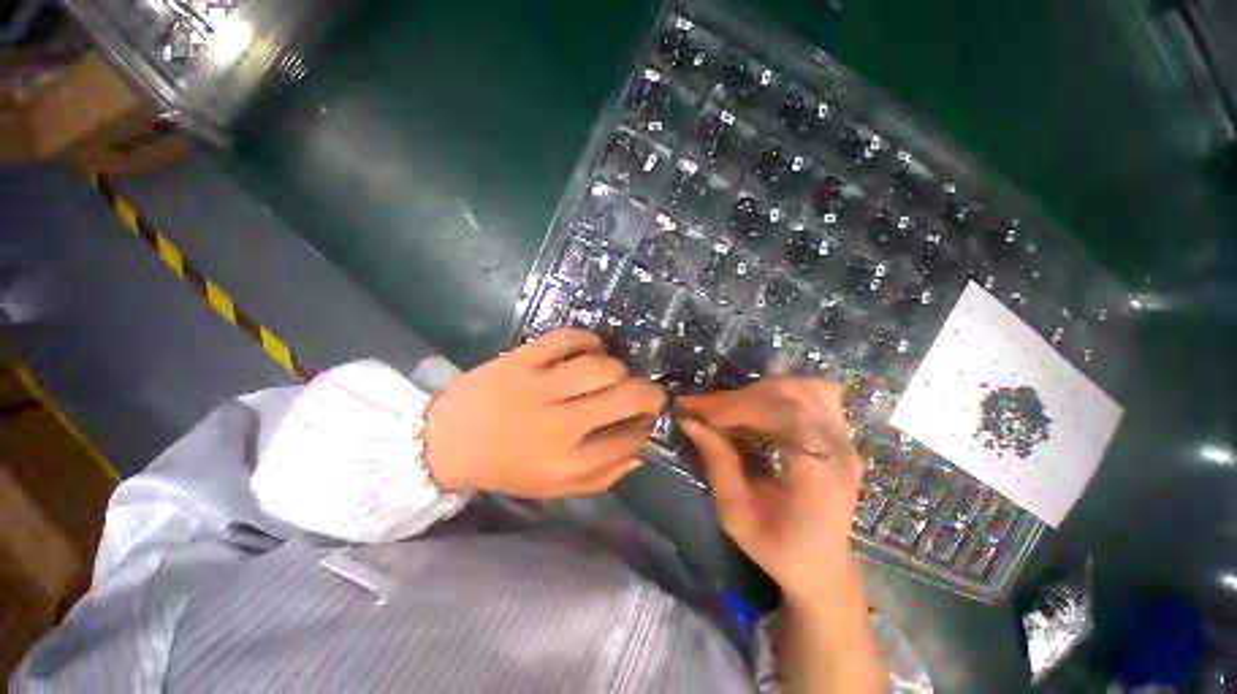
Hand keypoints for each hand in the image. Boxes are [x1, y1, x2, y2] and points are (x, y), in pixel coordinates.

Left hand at [423, 328, 663, 497]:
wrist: (443, 442)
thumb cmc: (504, 467)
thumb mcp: (553, 488)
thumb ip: (601, 477)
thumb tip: (639, 453)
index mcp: (564, 462)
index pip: (627, 441)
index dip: (646, 428)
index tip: (646, 421)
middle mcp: (557, 425)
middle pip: (623, 399)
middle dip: (649, 394)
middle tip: (648, 393)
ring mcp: (538, 387)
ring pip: (600, 367)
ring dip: (619, 369)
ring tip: (615, 374)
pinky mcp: (521, 360)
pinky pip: (566, 339)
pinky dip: (588, 340)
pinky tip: (591, 349)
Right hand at [679, 378, 863, 600]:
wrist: (823, 567)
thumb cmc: (778, 550)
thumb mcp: (737, 517)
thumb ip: (718, 465)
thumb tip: (690, 422)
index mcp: (821, 479)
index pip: (788, 418)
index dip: (740, 407)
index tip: (700, 411)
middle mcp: (840, 452)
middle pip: (793, 397)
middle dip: (741, 398)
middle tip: (704, 409)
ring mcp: (845, 440)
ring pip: (805, 388)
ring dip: (760, 391)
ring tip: (730, 408)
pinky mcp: (840, 434)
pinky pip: (813, 393)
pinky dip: (779, 392)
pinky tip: (758, 408)